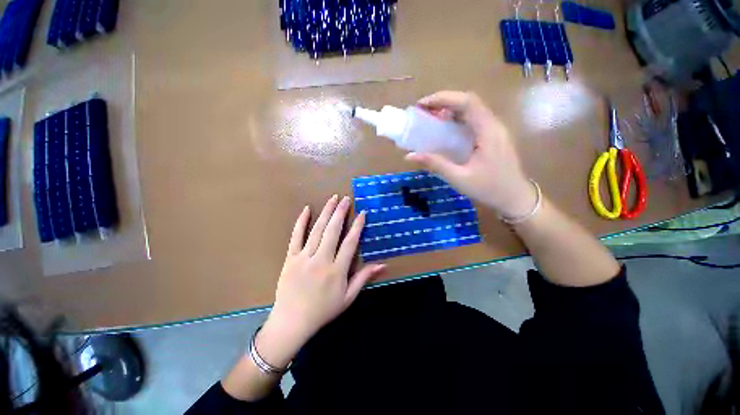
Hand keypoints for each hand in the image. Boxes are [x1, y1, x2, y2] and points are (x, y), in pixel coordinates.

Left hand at [257, 196, 385, 367]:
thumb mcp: (348, 297)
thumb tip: (383, 265)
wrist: (292, 322)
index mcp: (337, 270)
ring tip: (333, 199)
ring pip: (317, 230)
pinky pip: (296, 236)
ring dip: (326, 212)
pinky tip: (307, 209)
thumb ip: (364, 278)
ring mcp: (304, 257)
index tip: (362, 213)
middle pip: (333, 231)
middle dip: (340, 212)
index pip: (350, 243)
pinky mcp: (291, 258)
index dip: (357, 226)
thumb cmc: (323, 310)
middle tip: (346, 199)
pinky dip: (301, 222)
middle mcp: (322, 260)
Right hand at [406, 91, 536, 218]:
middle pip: (468, 102)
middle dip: (444, 102)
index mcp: (488, 131)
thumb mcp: (458, 177)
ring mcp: (494, 130)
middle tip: (422, 111)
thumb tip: (410, 156)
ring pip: (471, 111)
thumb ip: (435, 164)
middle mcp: (493, 125)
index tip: (422, 105)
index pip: (467, 102)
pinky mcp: (492, 137)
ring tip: (430, 118)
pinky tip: (444, 131)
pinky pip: (472, 122)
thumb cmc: (488, 189)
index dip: (443, 98)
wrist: (514, 198)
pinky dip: (456, 121)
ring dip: (449, 110)